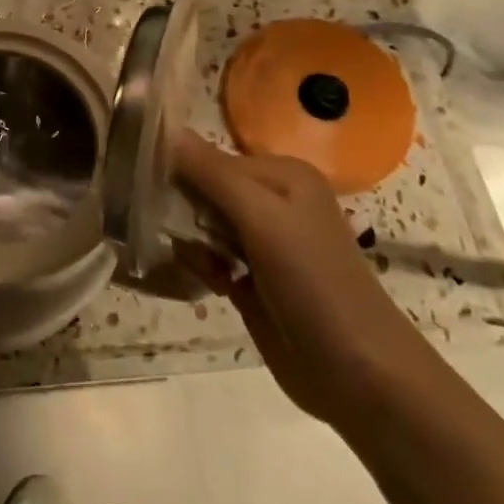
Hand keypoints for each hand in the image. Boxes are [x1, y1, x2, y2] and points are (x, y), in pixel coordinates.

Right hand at [173, 132, 436, 430]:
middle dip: (181, 208)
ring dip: (190, 240)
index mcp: (282, 175)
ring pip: (202, 225)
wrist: (359, 374)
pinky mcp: (253, 280)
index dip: (177, 169)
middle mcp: (273, 202)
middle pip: (204, 189)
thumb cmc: (312, 282)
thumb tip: (164, 128)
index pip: (210, 157)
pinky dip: (202, 266)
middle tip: (165, 227)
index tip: (143, 186)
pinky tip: (213, 283)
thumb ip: (211, 173)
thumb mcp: (261, 217)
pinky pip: (209, 258)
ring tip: (202, 263)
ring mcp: (263, 244)